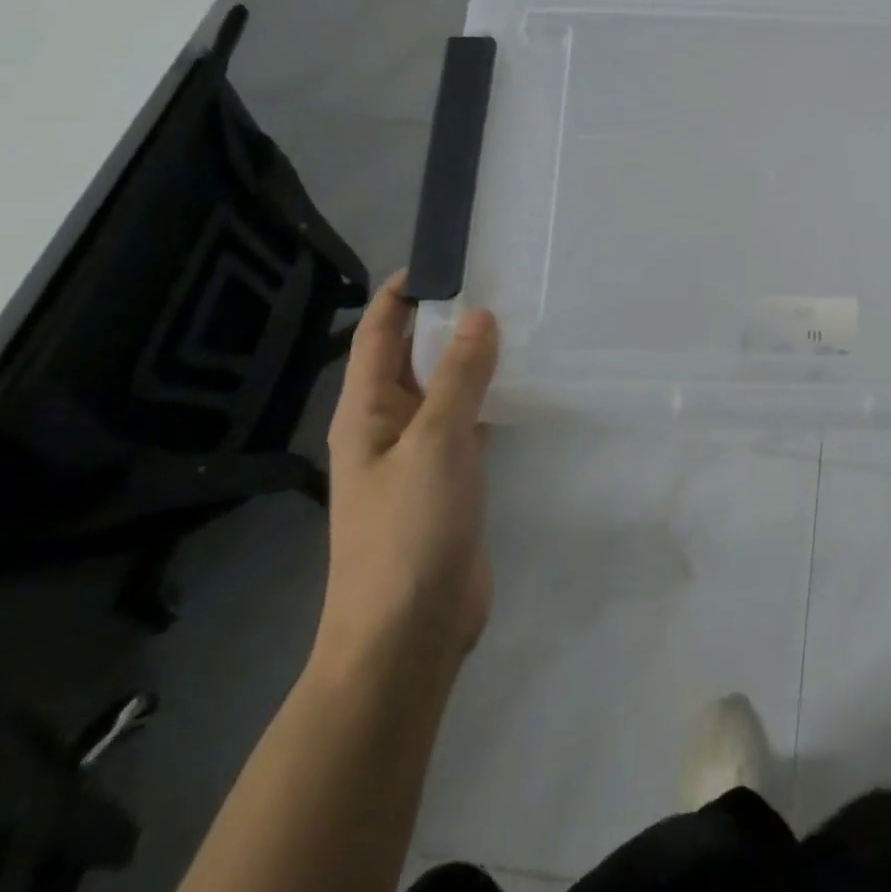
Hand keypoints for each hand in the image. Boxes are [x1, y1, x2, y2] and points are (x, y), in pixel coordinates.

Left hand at [313, 273, 498, 684]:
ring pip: (448, 389)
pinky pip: (470, 422)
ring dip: (474, 359)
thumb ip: (460, 377)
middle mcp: (389, 424)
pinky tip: (523, 384)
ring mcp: (421, 454)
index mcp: (367, 410)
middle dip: (450, 320)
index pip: (380, 332)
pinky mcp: (451, 480)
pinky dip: (491, 398)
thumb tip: (479, 315)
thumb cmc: (409, 531)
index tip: (449, 259)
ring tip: (521, 323)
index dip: (405, 292)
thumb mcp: (436, 442)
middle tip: (503, 284)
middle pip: (416, 356)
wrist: (408, 633)